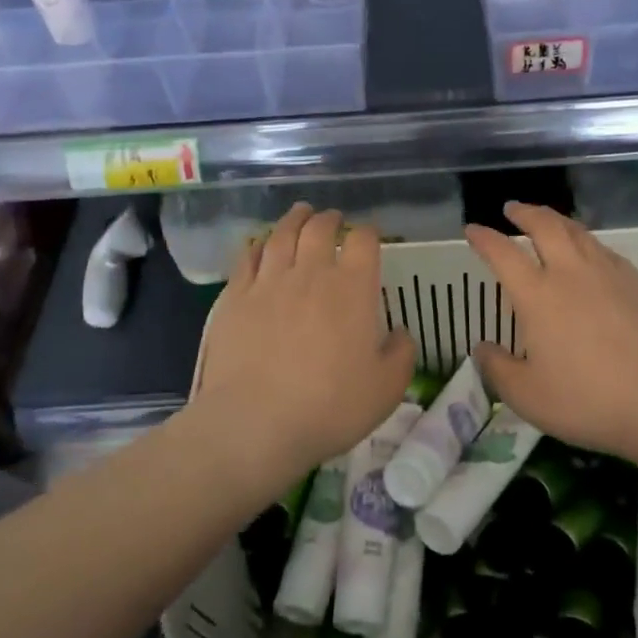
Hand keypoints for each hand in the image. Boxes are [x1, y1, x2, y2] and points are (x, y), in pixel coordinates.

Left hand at [192, 203, 414, 479]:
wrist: (256, 423)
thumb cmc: (331, 407)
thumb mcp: (387, 389)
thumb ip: (401, 354)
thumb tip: (400, 334)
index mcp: (353, 288)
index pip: (364, 241)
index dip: (369, 232)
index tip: (371, 235)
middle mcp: (311, 273)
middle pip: (320, 229)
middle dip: (330, 219)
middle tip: (333, 218)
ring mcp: (269, 282)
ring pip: (282, 235)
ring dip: (294, 220)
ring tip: (300, 213)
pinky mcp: (236, 297)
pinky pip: (247, 258)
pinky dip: (258, 245)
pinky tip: (260, 245)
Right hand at [465, 202, 637, 459]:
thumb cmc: (588, 400)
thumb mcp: (528, 396)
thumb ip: (498, 369)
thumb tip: (482, 348)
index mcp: (538, 295)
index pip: (503, 253)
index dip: (484, 238)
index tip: (472, 229)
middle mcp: (571, 273)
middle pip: (544, 226)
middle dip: (524, 212)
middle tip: (512, 208)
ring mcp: (609, 273)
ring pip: (578, 232)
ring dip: (556, 220)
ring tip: (547, 220)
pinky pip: (605, 249)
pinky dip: (587, 241)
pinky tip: (589, 252)